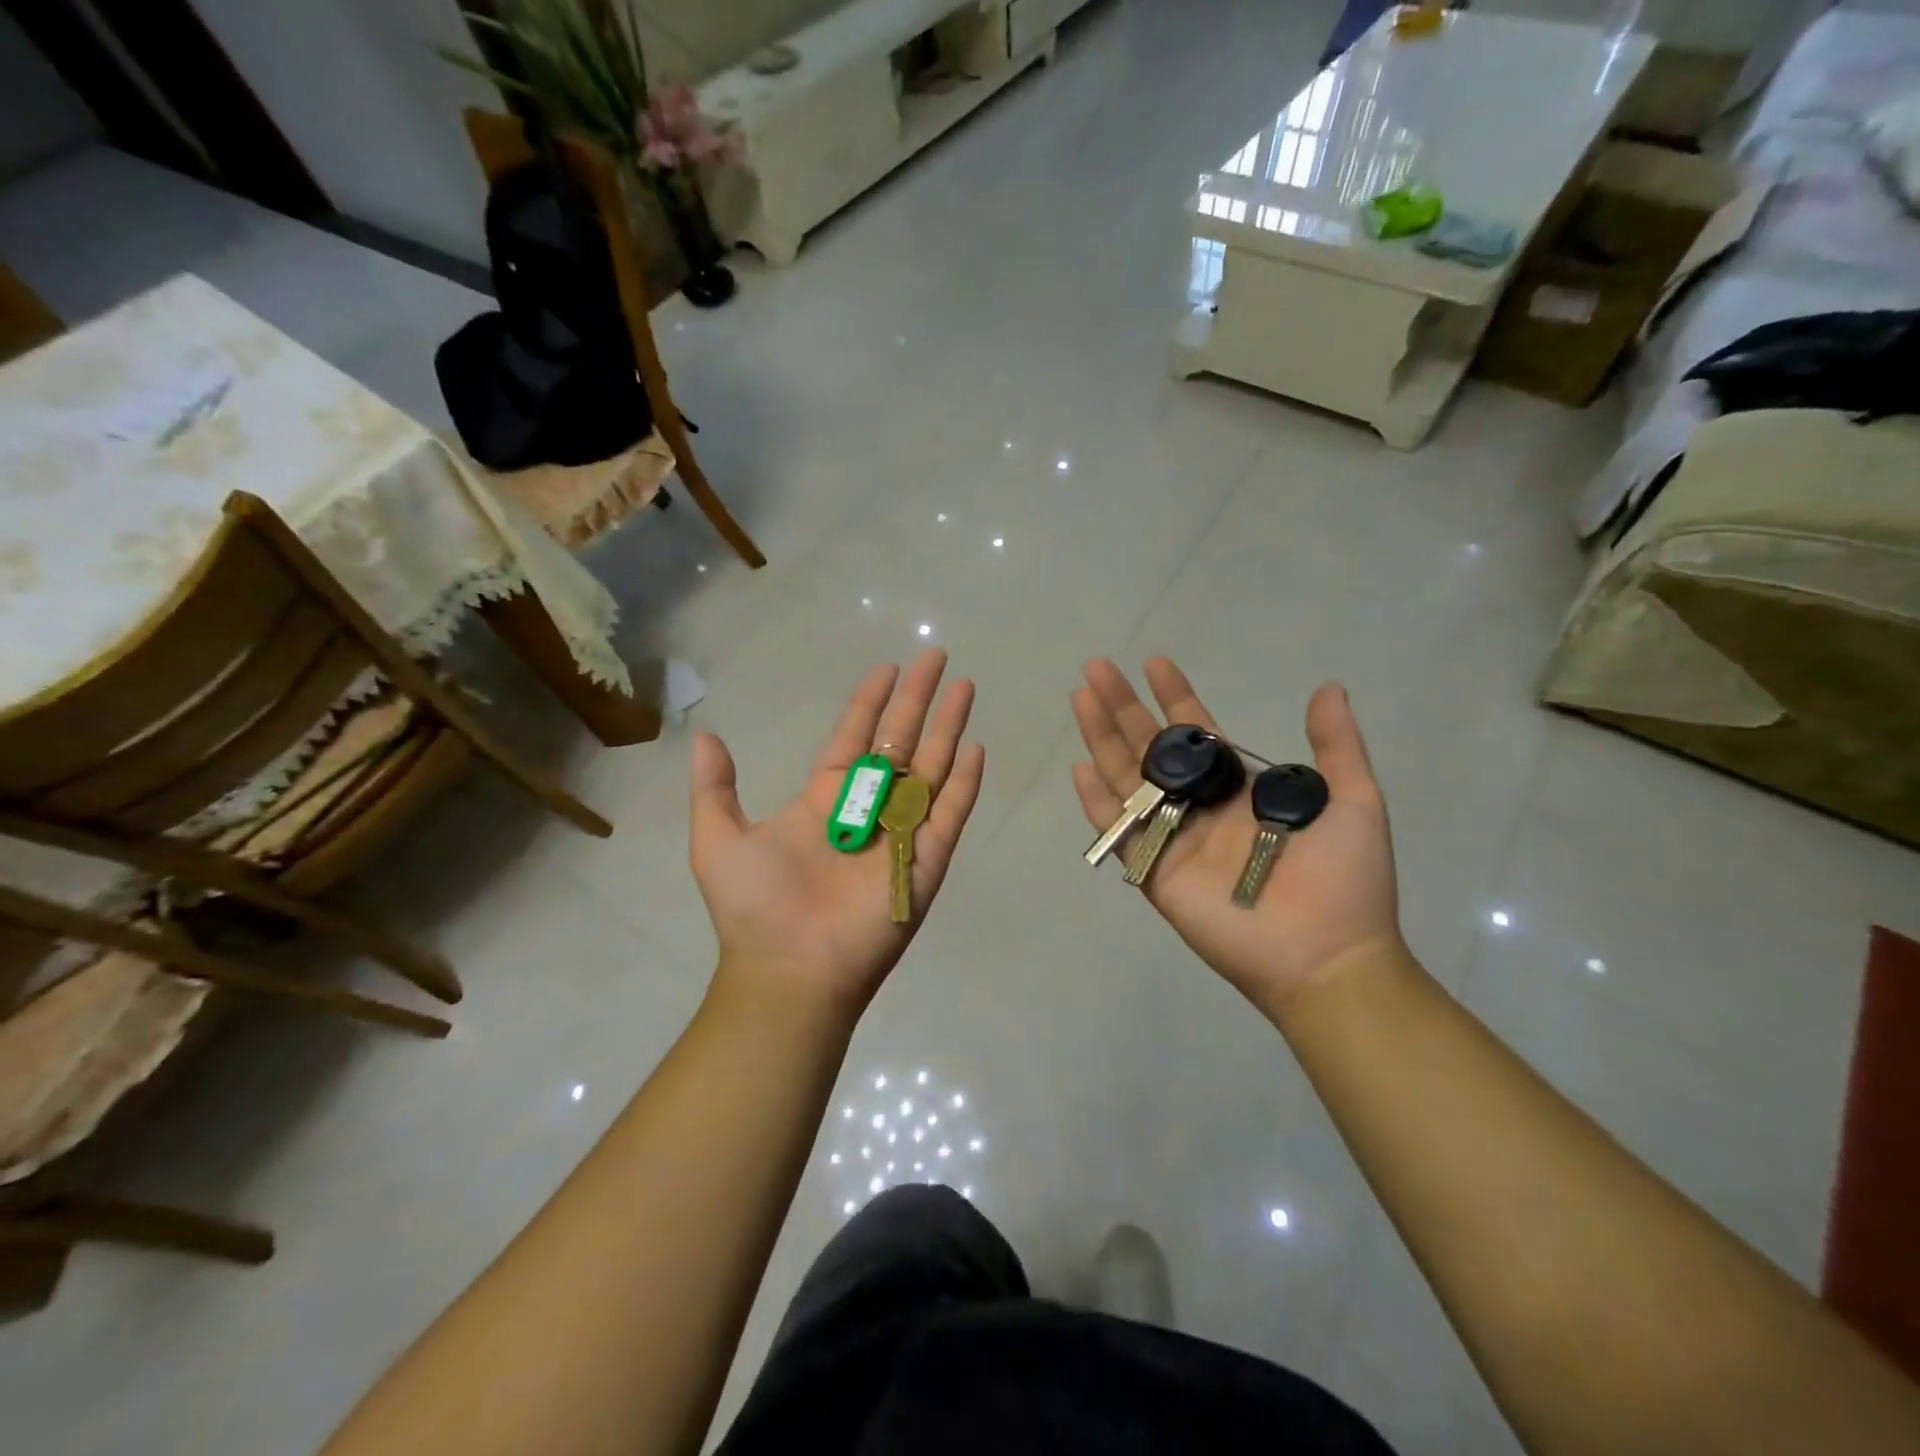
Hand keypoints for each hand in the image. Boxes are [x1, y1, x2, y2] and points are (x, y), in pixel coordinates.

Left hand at [690, 650, 984, 1013]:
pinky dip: (964, 782)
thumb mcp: (718, 839)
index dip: (870, 702)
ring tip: (965, 688)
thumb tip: (705, 738)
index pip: (855, 737)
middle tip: (937, 657)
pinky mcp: (926, 861)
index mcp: (825, 799)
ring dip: (948, 727)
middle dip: (918, 699)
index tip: (886, 668)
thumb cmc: (755, 907)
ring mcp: (901, 833)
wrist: (789, 970)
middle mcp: (868, 808)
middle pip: (900, 741)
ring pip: (932, 768)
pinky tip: (975, 747)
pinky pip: (949, 814)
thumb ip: (715, 788)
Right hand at [1070, 659, 1402, 1015]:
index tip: (1156, 663)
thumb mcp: (1354, 801)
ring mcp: (1172, 838)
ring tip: (1081, 698)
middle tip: (1097, 668)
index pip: (1197, 733)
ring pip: (1126, 778)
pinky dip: (1096, 802)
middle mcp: (1199, 807)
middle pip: (1150, 747)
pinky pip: (1118, 831)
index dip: (1174, 697)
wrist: (1326, 955)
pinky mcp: (1153, 871)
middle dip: (1124, 706)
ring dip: (1102, 738)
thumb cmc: (1344, 880)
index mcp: (1239, 789)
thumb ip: (1336, 745)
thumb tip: (1328, 688)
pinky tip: (1079, 768)